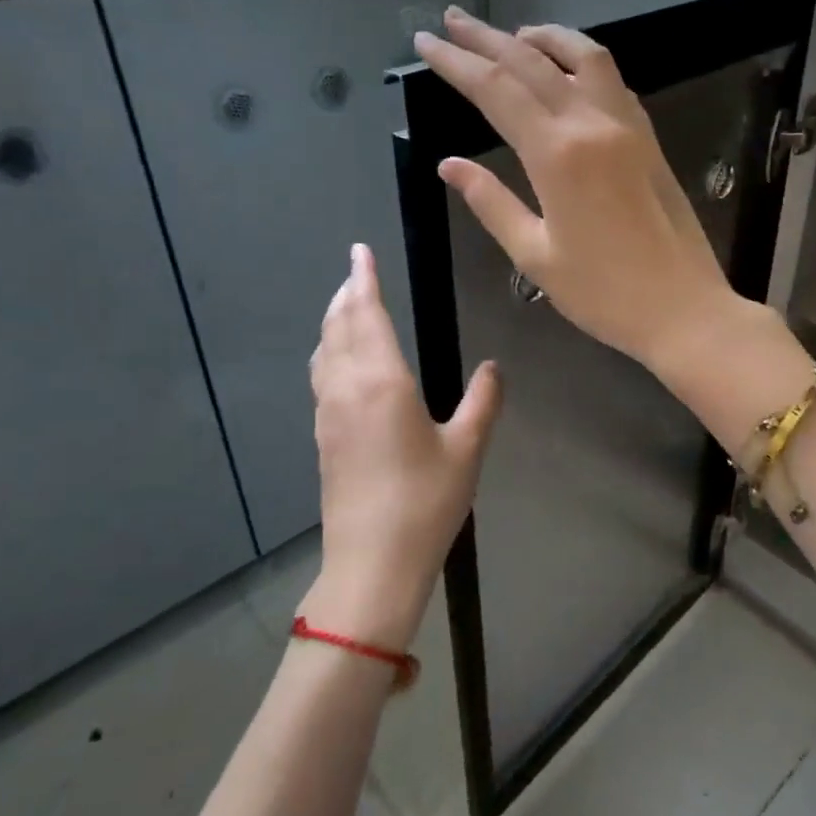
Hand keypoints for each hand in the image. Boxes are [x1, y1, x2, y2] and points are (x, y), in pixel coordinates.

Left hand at [301, 243, 500, 648]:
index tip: (360, 252)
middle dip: (346, 295)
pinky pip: (322, 377)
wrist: (372, 563)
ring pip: (324, 352)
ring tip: (348, 307)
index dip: (363, 280)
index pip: (367, 315)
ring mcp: (328, 414)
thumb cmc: (425, 502)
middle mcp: (347, 389)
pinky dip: (330, 352)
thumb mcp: (467, 449)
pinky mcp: (323, 437)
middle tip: (357, 273)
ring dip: (334, 321)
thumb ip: (483, 401)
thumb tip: (493, 368)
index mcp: (382, 383)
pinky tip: (343, 362)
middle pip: (338, 327)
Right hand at [414, 7, 742, 375]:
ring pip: (583, 56)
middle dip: (486, 38)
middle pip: (531, 62)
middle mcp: (592, 124)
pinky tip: (566, 70)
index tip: (425, 43)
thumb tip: (449, 164)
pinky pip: (612, 81)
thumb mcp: (535, 255)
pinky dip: (581, 61)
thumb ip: (491, 203)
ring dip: (542, 38)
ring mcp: (627, 126)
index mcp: (557, 154)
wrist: (684, 309)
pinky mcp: (648, 138)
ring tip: (512, 34)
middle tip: (451, 21)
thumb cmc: (604, 293)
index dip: (456, 62)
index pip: (495, 89)